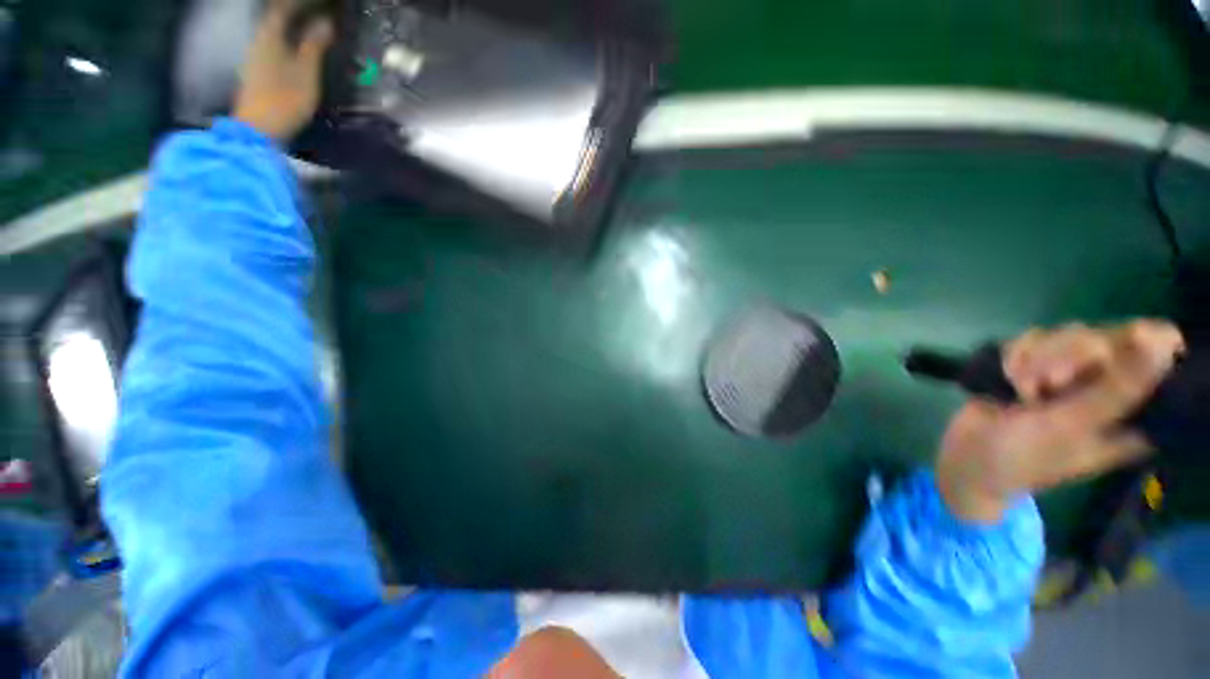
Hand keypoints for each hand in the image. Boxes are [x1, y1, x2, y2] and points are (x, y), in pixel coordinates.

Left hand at [234, 0, 333, 141]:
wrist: (259, 128)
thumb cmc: (285, 98)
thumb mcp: (306, 72)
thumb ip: (314, 45)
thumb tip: (326, 23)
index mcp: (270, 35)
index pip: (283, 8)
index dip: (300, 3)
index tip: (320, 5)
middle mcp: (259, 40)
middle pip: (276, 19)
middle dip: (294, 14)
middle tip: (316, 15)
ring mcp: (255, 57)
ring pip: (274, 33)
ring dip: (291, 28)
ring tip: (309, 30)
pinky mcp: (257, 72)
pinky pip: (274, 46)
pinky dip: (287, 42)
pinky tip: (297, 49)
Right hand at [936, 320, 1183, 523]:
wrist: (970, 457)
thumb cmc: (1026, 455)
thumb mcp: (1073, 426)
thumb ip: (1117, 389)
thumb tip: (1163, 343)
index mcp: (1134, 408)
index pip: (1157, 351)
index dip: (1131, 345)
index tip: (1100, 361)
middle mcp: (1111, 385)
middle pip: (1109, 336)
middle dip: (1068, 355)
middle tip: (1047, 383)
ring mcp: (1075, 375)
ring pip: (1068, 334)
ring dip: (1035, 359)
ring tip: (1020, 389)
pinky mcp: (1039, 365)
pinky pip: (1035, 338)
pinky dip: (1015, 355)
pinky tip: (1007, 377)